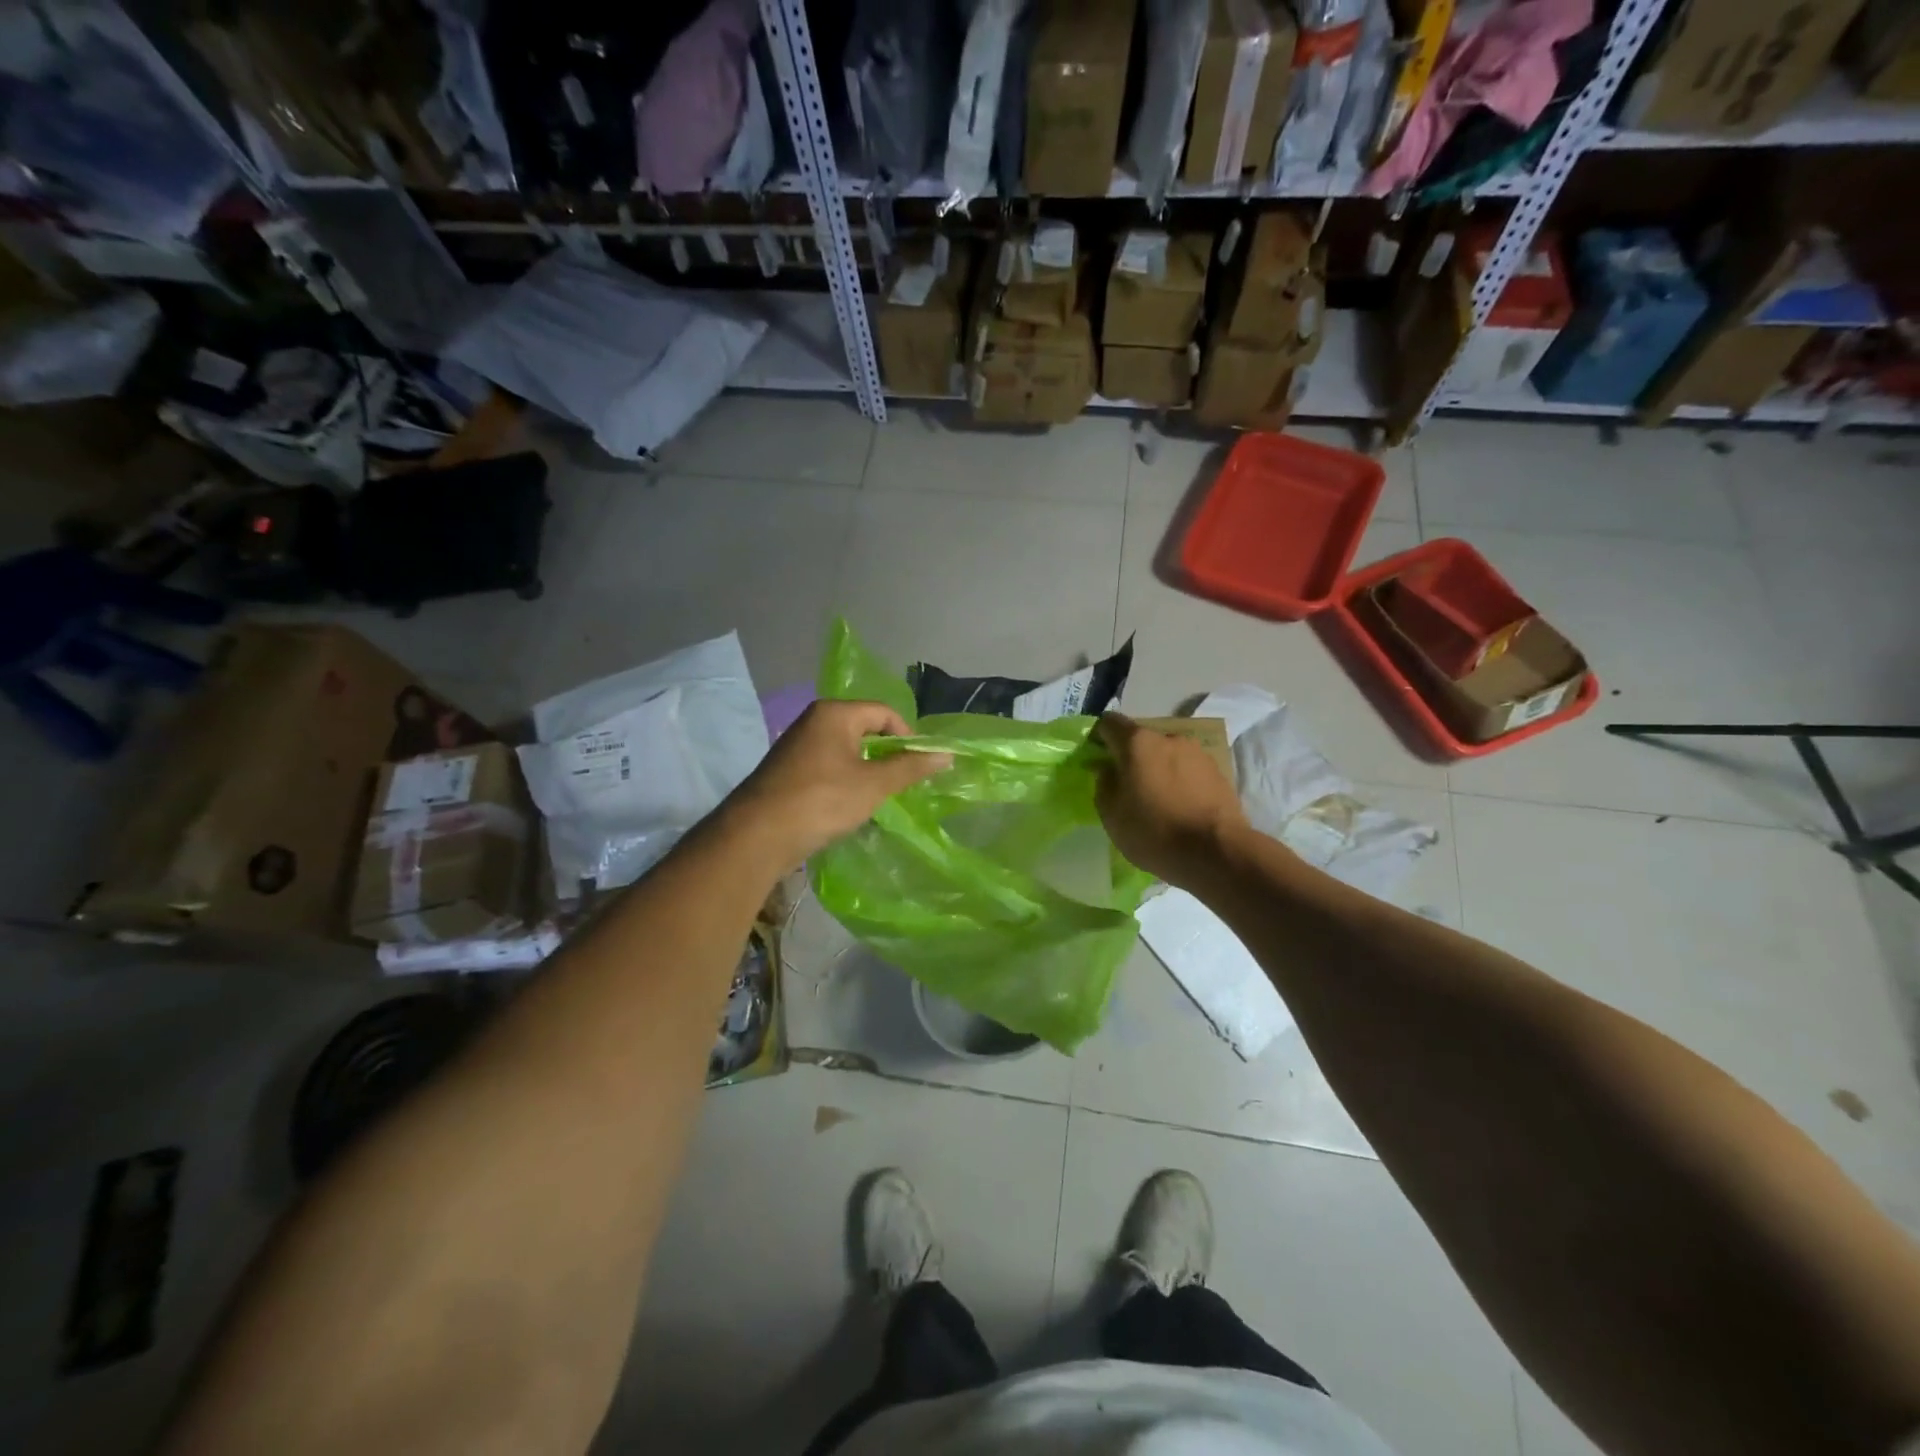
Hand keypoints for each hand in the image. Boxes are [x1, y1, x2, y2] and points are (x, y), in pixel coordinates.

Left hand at [724, 700, 950, 868]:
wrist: (758, 835)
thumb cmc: (822, 800)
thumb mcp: (874, 784)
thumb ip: (910, 767)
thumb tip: (946, 754)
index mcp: (834, 713)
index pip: (884, 713)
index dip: (908, 736)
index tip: (920, 765)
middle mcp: (814, 721)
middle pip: (864, 729)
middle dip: (887, 754)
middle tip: (903, 782)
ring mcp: (797, 745)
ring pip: (846, 750)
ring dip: (866, 770)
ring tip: (880, 796)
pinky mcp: (788, 770)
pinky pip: (828, 767)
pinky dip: (845, 781)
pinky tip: (850, 806)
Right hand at [1094, 712, 1248, 887]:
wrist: (1217, 852)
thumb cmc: (1154, 832)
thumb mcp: (1111, 815)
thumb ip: (1103, 784)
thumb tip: (1107, 769)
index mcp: (1137, 743)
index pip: (1109, 723)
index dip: (1098, 737)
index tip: (1096, 758)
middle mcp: (1168, 737)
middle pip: (1140, 739)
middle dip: (1131, 757)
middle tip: (1127, 787)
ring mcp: (1197, 752)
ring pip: (1167, 754)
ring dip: (1157, 769)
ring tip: (1158, 800)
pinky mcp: (1218, 771)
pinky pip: (1188, 769)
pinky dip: (1179, 781)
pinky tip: (1180, 807)